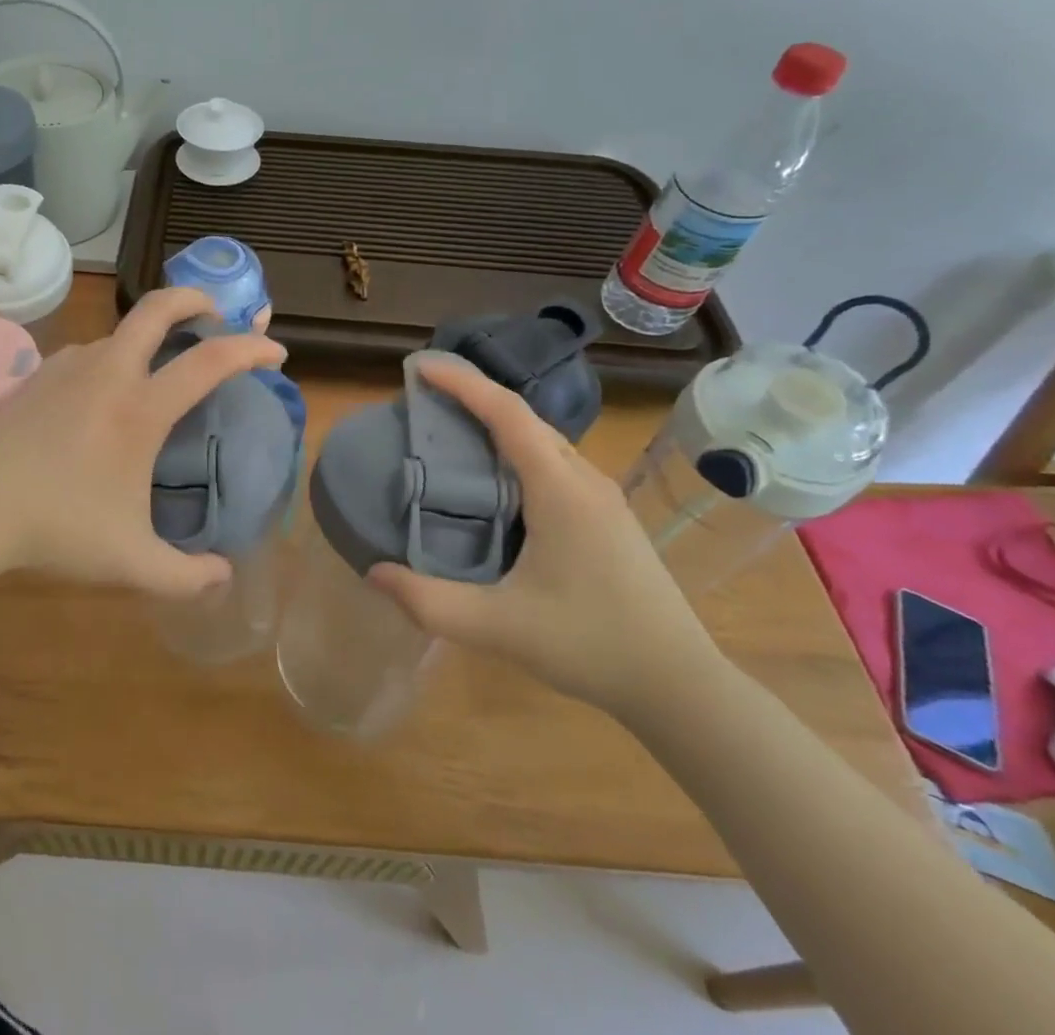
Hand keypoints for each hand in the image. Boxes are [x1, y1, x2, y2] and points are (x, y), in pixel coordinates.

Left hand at [0, 288, 287, 599]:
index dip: (250, 350)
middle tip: (218, 313)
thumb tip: (223, 577)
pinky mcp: (38, 375)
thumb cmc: (55, 529)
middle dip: (196, 298)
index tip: (275, 353)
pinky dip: (114, 357)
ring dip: (150, 334)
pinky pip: (90, 353)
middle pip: (158, 308)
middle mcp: (108, 372)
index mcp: (140, 408)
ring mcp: (68, 367)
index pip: (210, 361)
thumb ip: (186, 576)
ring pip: (120, 331)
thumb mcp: (130, 562)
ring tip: (161, 367)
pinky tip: (105, 394)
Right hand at [368, 356, 725, 719]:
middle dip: (473, 396)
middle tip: (423, 397)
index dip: (463, 383)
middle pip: (524, 418)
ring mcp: (601, 498)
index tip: (420, 368)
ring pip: (541, 439)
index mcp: (560, 490)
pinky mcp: (606, 517)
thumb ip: (429, 601)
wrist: (681, 686)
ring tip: (449, 428)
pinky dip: (514, 450)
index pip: (507, 414)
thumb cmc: (591, 646)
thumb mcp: (498, 628)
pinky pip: (552, 462)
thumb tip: (373, 573)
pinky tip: (493, 479)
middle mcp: (584, 480)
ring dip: (495, 423)